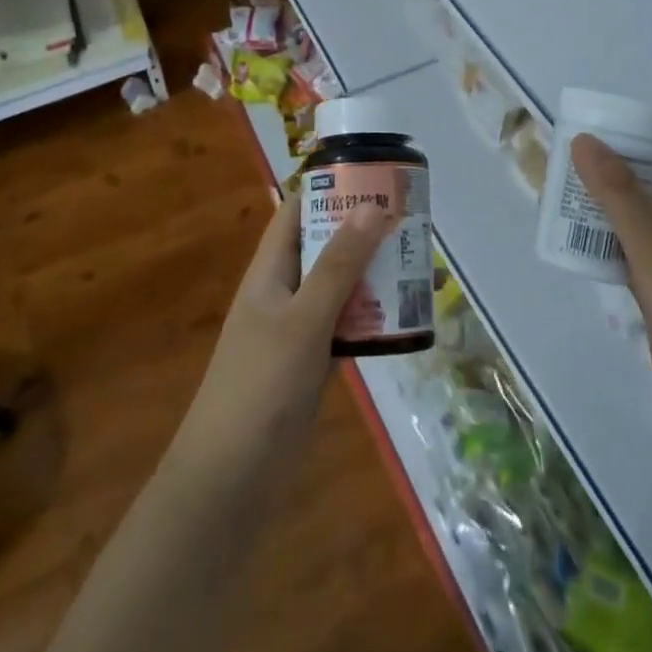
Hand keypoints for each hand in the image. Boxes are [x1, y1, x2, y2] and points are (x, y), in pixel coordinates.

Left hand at [170, 188, 392, 482]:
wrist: (232, 478)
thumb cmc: (261, 386)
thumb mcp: (303, 319)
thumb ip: (338, 265)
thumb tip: (371, 206)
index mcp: (271, 271)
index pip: (297, 211)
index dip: (329, 187)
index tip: (373, 173)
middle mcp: (284, 291)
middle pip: (325, 246)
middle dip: (363, 230)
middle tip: (411, 216)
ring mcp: (299, 328)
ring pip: (341, 286)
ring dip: (374, 273)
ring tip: (419, 258)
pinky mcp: (314, 362)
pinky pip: (348, 325)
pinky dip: (373, 316)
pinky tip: (407, 314)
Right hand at [570, 135, 651, 467]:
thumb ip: (619, 194)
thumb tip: (584, 140)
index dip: (629, 136)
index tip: (585, 127)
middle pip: (645, 186)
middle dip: (606, 172)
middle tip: (557, 161)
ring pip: (632, 223)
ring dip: (599, 210)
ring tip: (553, 197)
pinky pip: (626, 258)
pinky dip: (601, 248)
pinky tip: (571, 247)